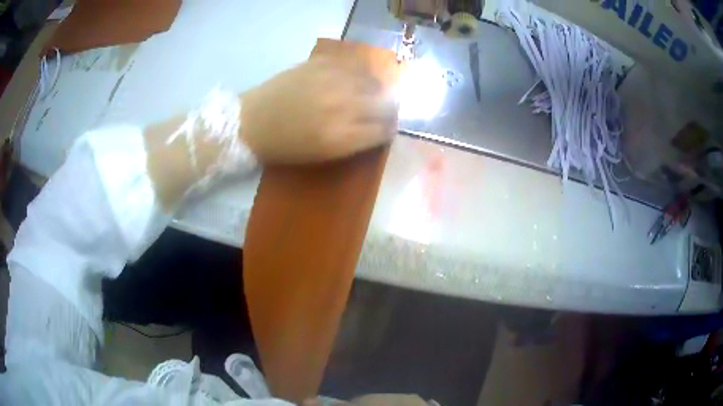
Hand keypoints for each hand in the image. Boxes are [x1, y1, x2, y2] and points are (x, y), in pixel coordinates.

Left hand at [240, 57, 397, 163]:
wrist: (252, 120)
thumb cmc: (285, 146)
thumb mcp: (322, 154)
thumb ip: (355, 141)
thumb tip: (380, 127)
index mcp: (341, 136)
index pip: (383, 129)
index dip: (390, 129)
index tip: (388, 128)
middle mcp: (341, 106)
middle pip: (384, 102)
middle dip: (389, 108)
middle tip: (383, 110)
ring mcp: (332, 81)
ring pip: (373, 80)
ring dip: (376, 89)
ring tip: (370, 93)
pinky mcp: (321, 64)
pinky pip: (354, 65)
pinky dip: (360, 74)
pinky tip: (353, 79)